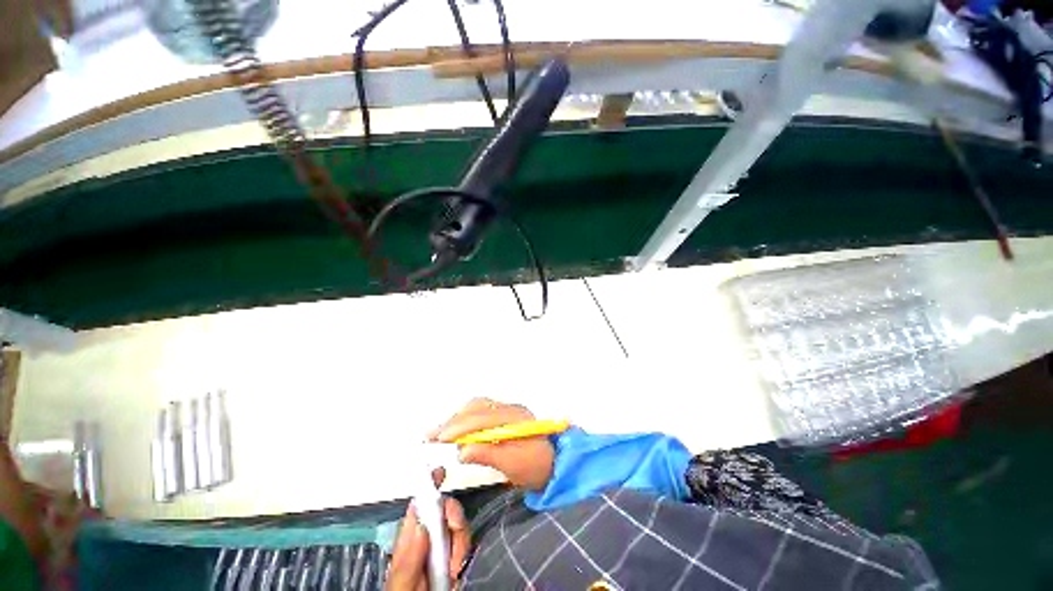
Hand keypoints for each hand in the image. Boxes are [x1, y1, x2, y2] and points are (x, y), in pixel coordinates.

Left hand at [387, 469, 470, 590]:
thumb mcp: (401, 583)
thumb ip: (408, 559)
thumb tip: (422, 526)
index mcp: (410, 540)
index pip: (420, 504)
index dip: (430, 485)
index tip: (439, 472)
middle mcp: (428, 539)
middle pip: (446, 509)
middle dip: (454, 515)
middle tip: (454, 528)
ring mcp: (444, 547)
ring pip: (459, 524)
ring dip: (460, 539)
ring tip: (451, 565)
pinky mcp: (458, 557)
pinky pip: (468, 541)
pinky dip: (465, 551)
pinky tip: (456, 569)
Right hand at [429, 398, 554, 491]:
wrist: (556, 464)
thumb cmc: (536, 468)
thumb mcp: (514, 466)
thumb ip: (488, 455)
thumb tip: (461, 451)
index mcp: (515, 418)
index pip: (483, 417)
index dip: (460, 426)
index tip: (439, 438)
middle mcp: (511, 408)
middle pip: (478, 406)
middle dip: (454, 420)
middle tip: (432, 435)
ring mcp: (508, 410)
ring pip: (479, 407)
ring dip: (458, 418)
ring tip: (440, 433)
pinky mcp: (505, 416)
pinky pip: (482, 411)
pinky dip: (465, 419)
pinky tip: (456, 429)